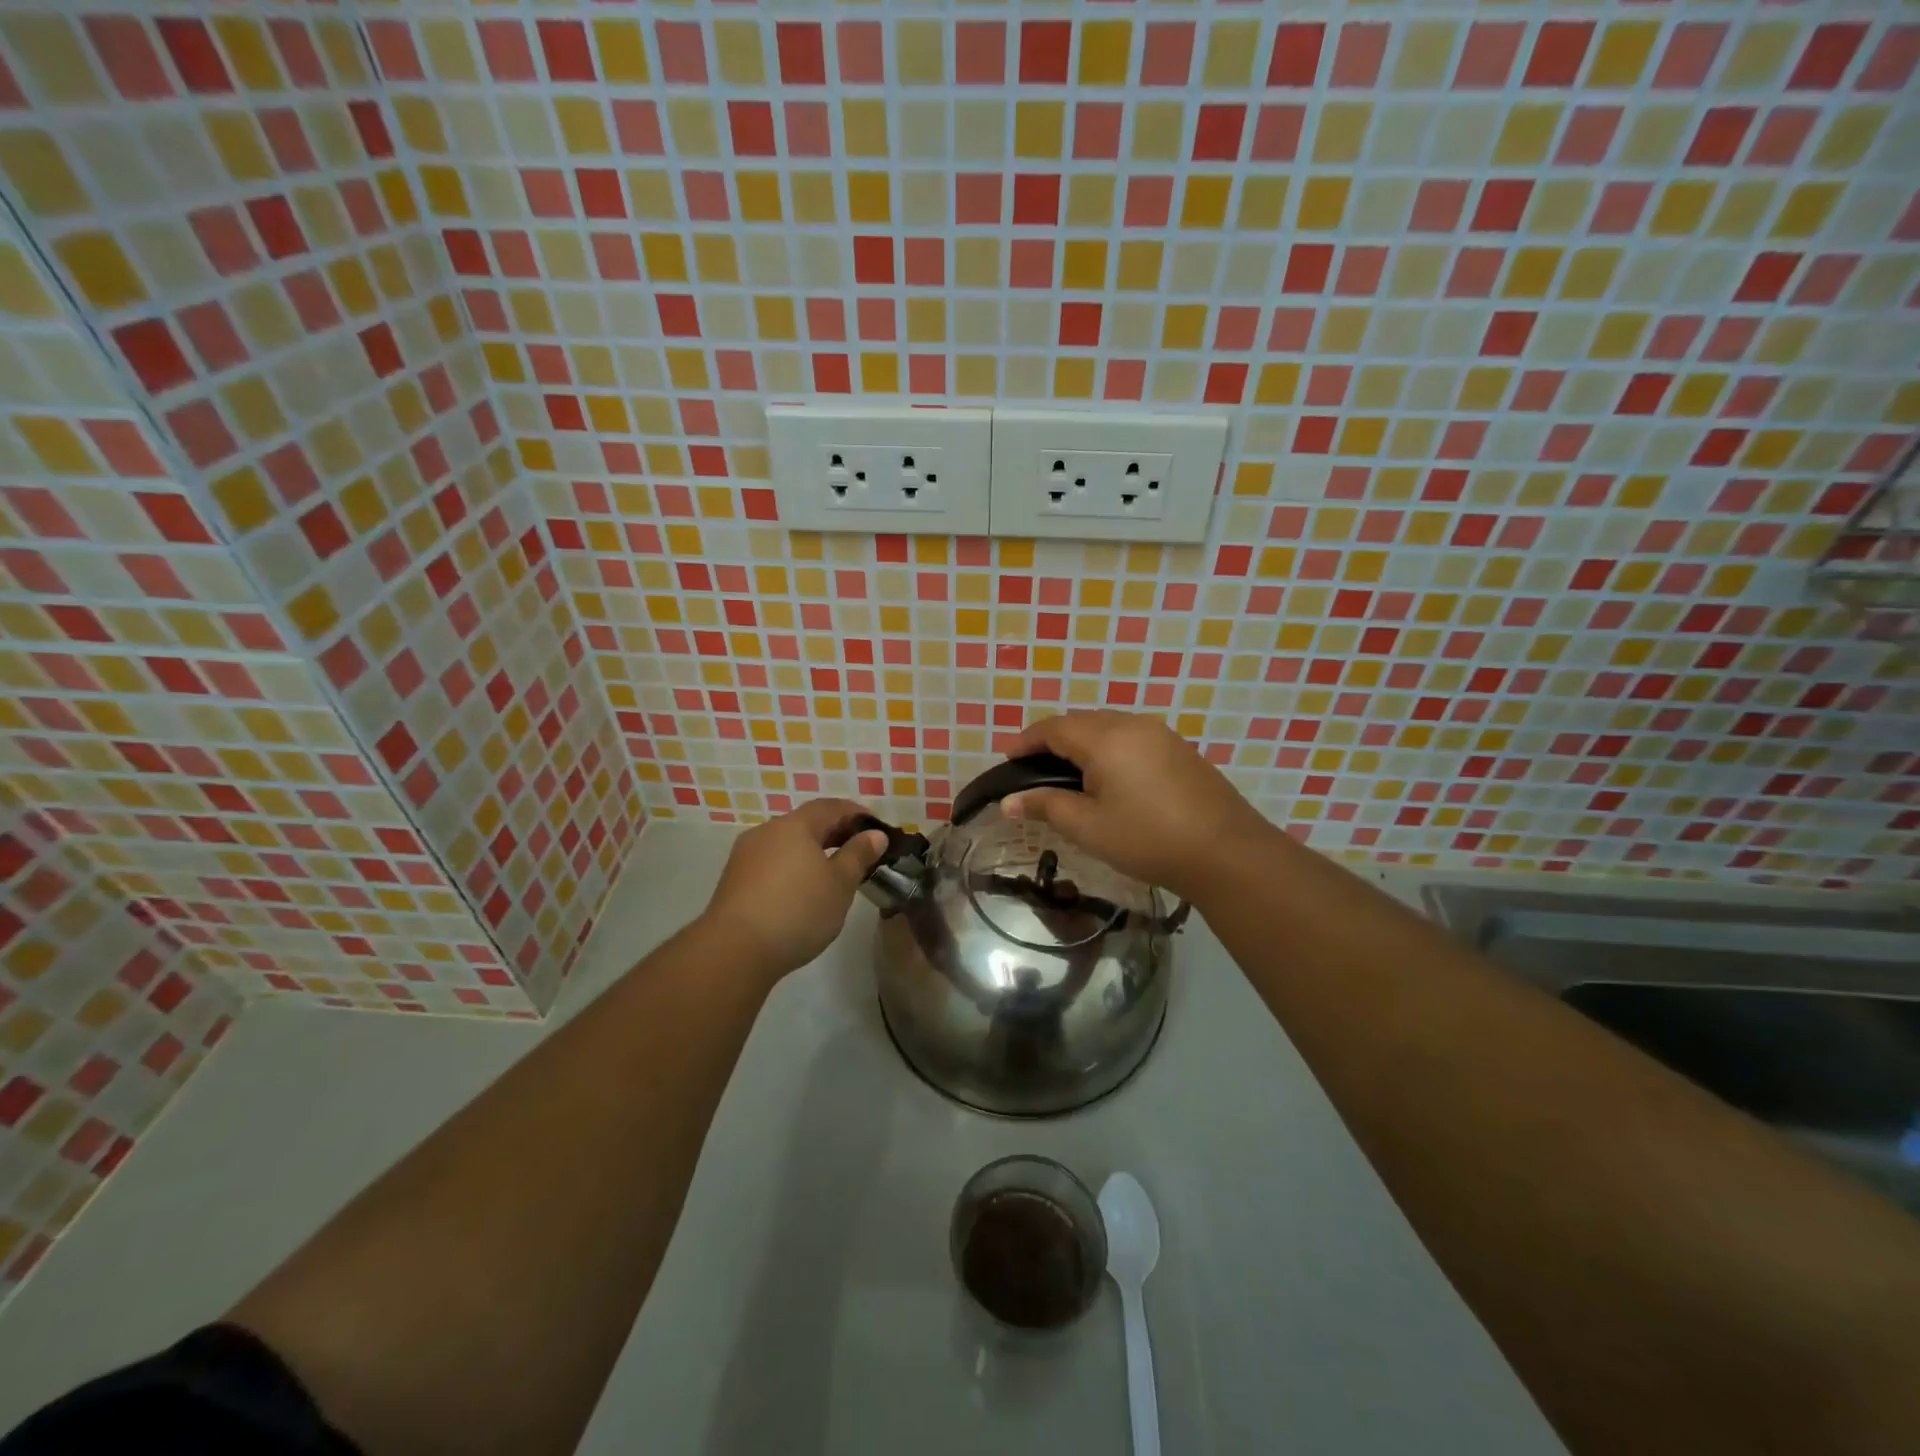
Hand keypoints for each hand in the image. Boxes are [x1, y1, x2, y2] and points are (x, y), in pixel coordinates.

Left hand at [700, 799, 886, 979]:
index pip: (831, 807)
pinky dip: (793, 868)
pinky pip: (772, 863)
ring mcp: (746, 855)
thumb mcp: (840, 884)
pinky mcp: (734, 880)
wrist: (734, 950)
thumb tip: (875, 835)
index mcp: (795, 825)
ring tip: (833, 874)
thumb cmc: (797, 910)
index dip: (857, 814)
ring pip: (787, 844)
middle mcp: (767, 831)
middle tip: (860, 852)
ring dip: (812, 852)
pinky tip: (802, 891)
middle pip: (806, 823)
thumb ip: (858, 855)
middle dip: (835, 833)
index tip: (877, 830)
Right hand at [1001, 712, 1272, 904]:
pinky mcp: (1179, 749)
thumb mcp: (1088, 827)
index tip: (1008, 760)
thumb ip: (1045, 806)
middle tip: (1033, 769)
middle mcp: (1132, 724)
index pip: (1053, 727)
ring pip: (1108, 727)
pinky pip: (1131, 737)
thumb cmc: (1147, 839)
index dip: (1026, 741)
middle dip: (1052, 740)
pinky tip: (1109, 777)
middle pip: (1080, 722)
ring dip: (1082, 743)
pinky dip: (1108, 749)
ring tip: (1067, 773)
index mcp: (1105, 738)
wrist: (1226, 852)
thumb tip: (1008, 802)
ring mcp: (1160, 734)